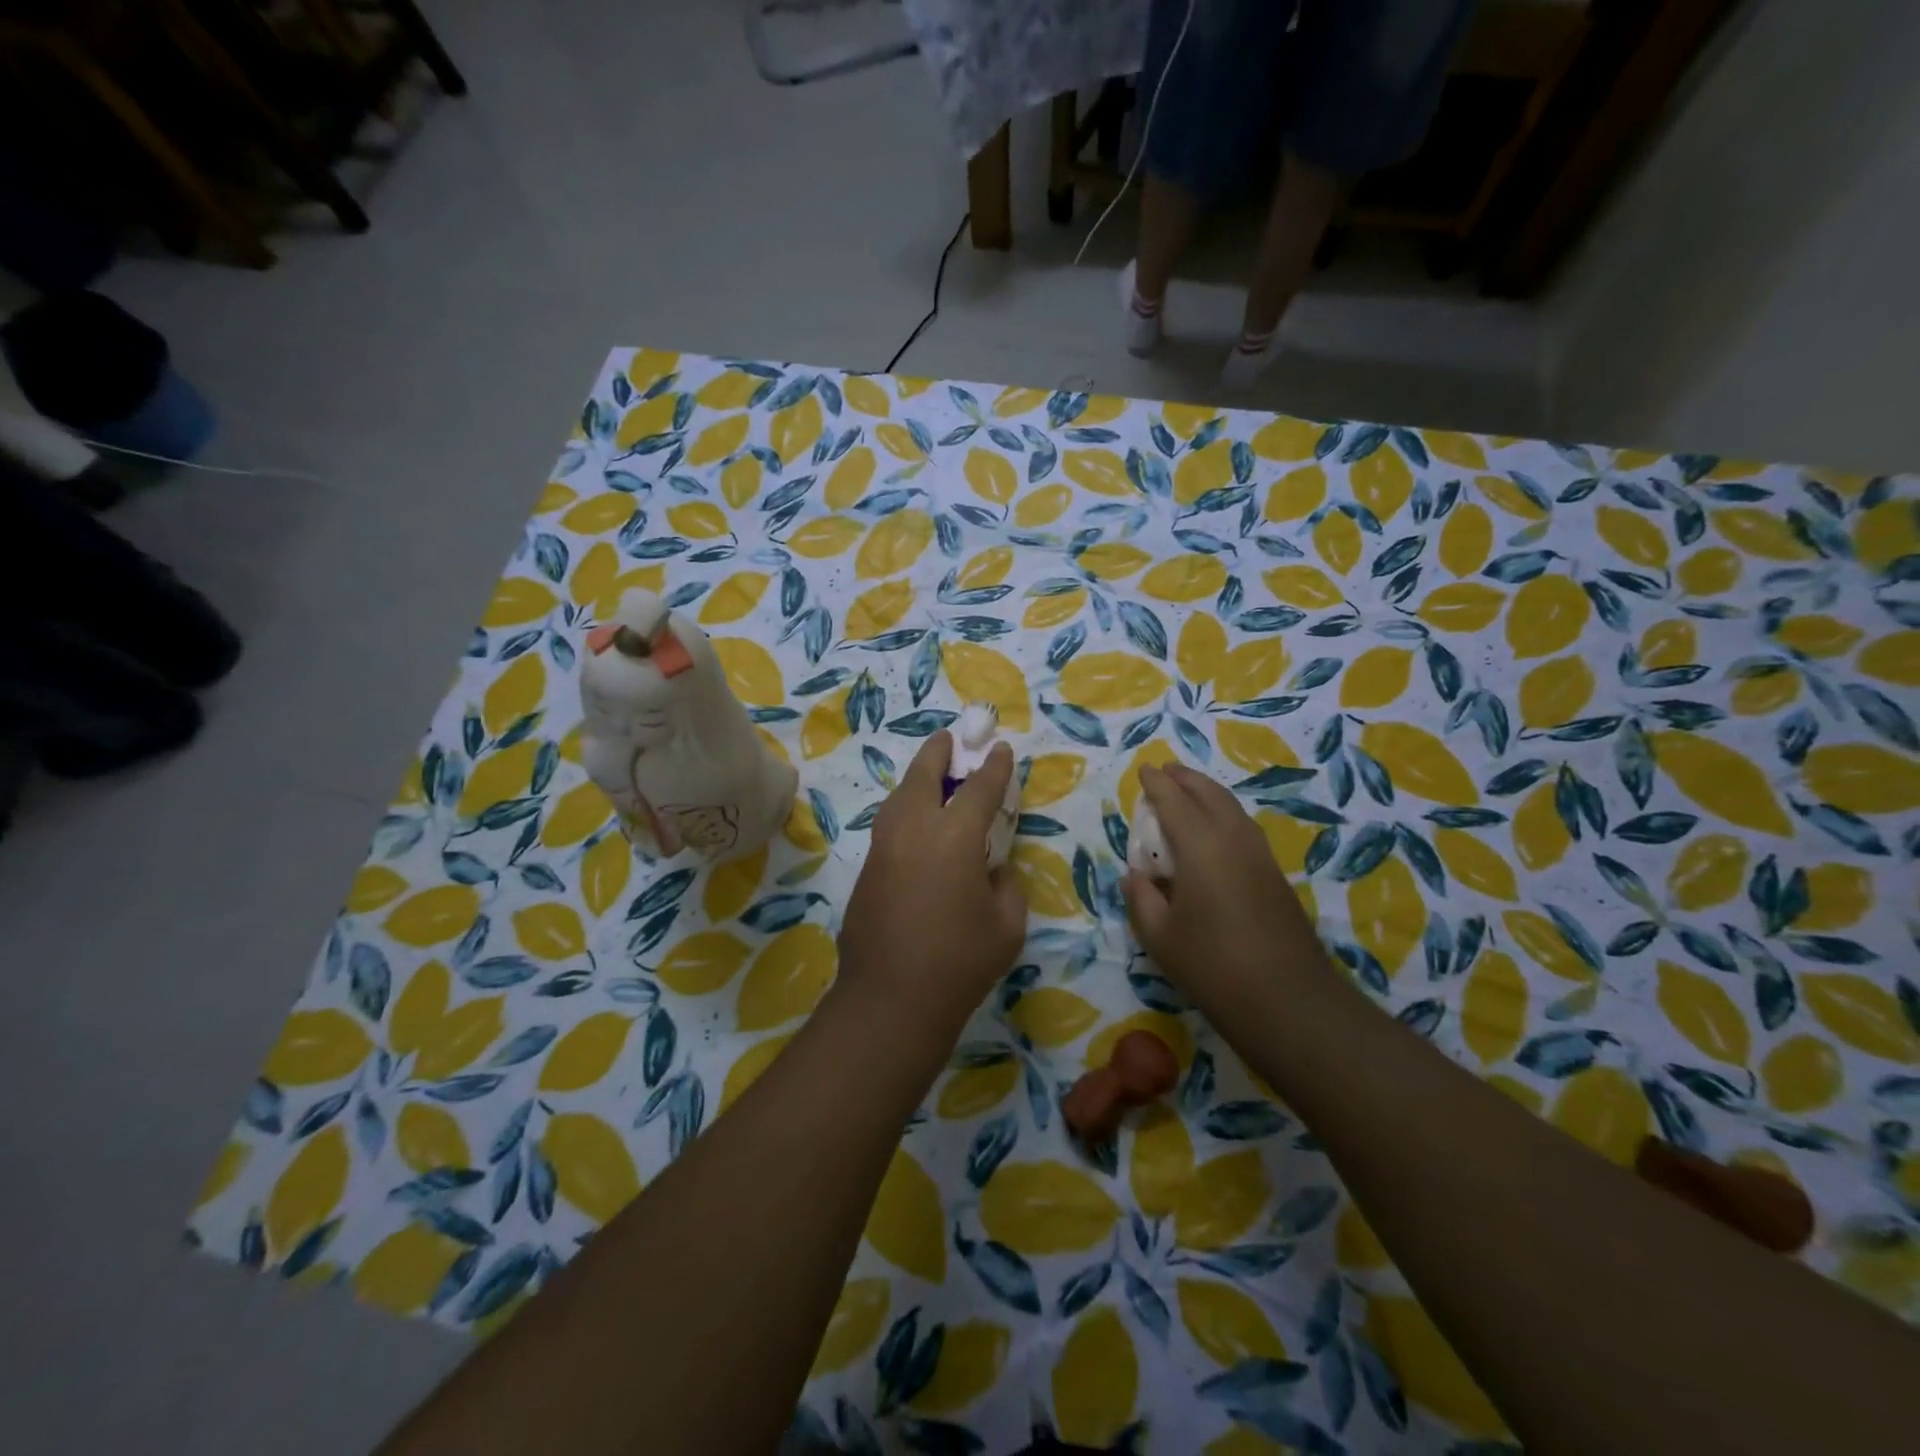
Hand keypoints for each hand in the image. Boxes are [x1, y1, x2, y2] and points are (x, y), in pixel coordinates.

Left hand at [836, 731, 1027, 1048]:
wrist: (890, 998)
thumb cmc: (961, 962)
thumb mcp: (1007, 924)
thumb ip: (1005, 885)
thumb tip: (992, 870)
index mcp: (955, 836)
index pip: (979, 788)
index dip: (993, 767)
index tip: (999, 749)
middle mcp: (915, 828)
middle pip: (925, 774)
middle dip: (939, 751)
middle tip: (949, 737)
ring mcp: (884, 846)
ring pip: (900, 796)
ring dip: (917, 779)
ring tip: (931, 776)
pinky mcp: (867, 868)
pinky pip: (890, 824)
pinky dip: (905, 810)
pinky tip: (915, 823)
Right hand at [1122, 764, 1331, 1016]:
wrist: (1287, 1000)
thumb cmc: (1212, 965)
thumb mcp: (1160, 936)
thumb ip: (1141, 898)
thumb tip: (1134, 875)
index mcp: (1200, 847)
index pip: (1174, 802)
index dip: (1156, 784)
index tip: (1144, 770)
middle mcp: (1233, 840)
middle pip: (1210, 794)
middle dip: (1186, 778)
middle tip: (1166, 771)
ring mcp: (1260, 856)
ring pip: (1232, 808)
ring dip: (1208, 793)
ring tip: (1189, 792)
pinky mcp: (1275, 875)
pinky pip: (1244, 828)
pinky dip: (1224, 814)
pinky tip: (1216, 831)